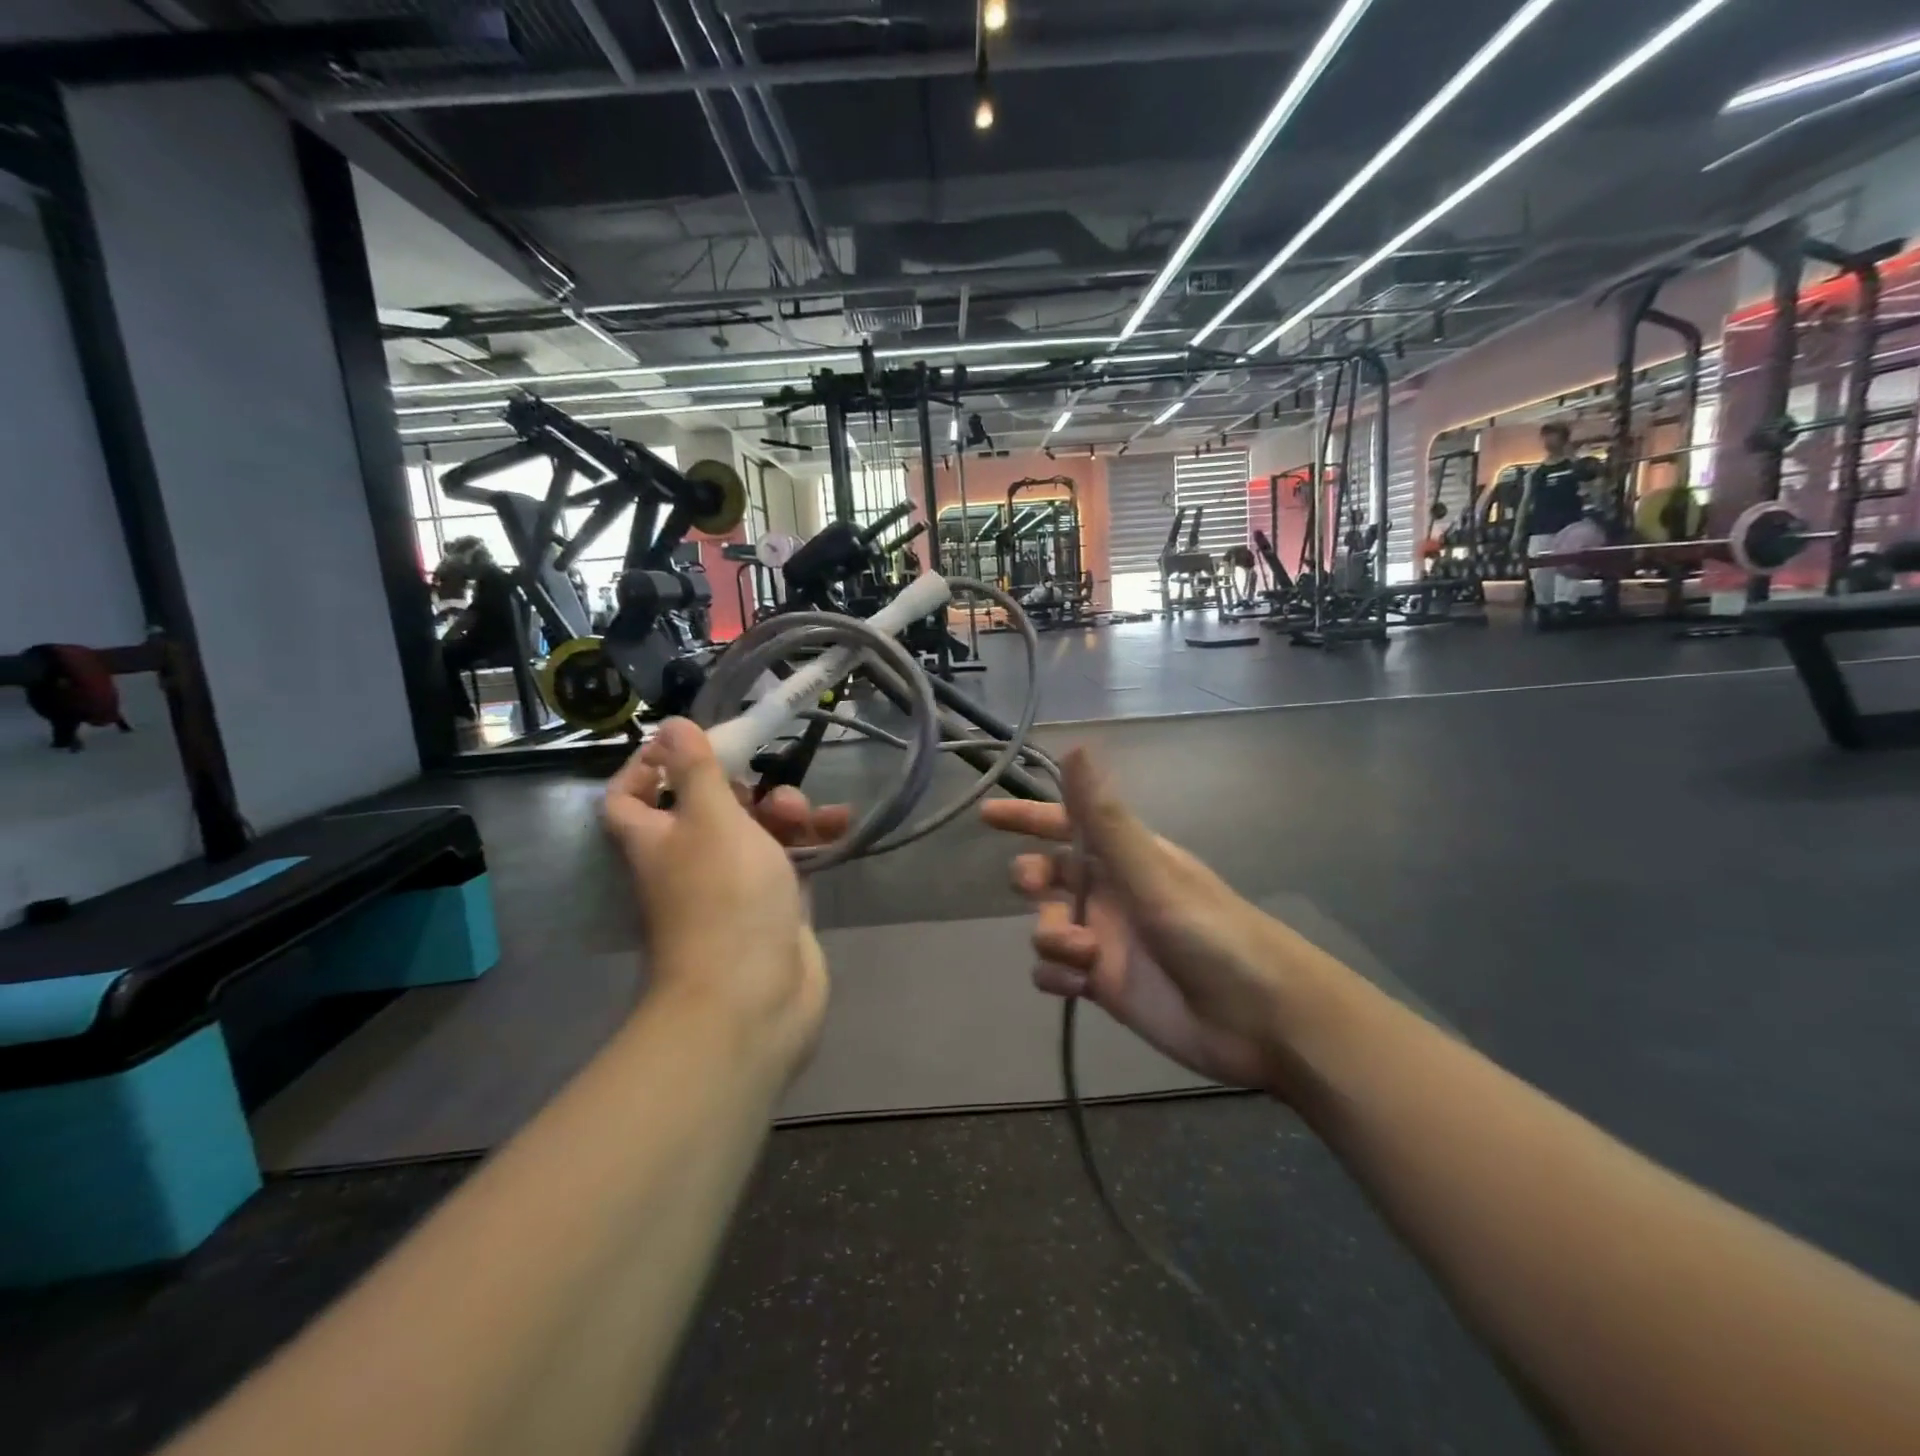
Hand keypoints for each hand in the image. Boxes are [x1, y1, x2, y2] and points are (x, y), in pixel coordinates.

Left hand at [603, 720, 848, 1077]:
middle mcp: (689, 860)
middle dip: (743, 785)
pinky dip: (812, 840)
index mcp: (657, 839)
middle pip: (708, 807)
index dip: (646, 766)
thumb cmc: (724, 899)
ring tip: (810, 813)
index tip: (685, 743)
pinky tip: (840, 826)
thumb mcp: (711, 820)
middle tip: (768, 778)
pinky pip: (791, 858)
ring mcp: (734, 885)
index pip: (629, 796)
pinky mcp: (774, 905)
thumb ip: (696, 771)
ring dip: (785, 811)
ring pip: (756, 831)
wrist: (754, 998)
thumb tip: (669, 725)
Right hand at [981, 750, 1332, 1095]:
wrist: (1261, 1018)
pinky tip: (1074, 985)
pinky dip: (1055, 976)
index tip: (986, 815)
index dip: (1028, 817)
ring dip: (1051, 936)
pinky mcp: (1105, 985)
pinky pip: (1056, 972)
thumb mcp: (1153, 874)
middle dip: (1033, 879)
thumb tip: (1074, 747)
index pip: (1068, 824)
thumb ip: (1106, 818)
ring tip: (1083, 954)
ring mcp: (1107, 940)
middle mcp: (1113, 892)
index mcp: (1127, 856)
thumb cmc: (1211, 933)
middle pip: (1050, 875)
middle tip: (1037, 890)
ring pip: (1049, 926)